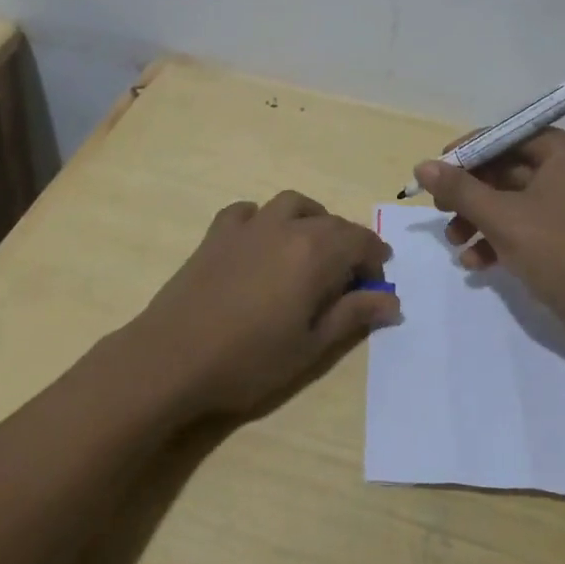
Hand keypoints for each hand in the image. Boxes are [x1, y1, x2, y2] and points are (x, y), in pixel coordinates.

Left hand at [132, 190, 400, 417]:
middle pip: (331, 222)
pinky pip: (249, 211)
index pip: (360, 241)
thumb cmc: (250, 359)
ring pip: (293, 204)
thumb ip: (354, 315)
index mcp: (316, 252)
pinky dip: (264, 219)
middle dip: (349, 243)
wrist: (172, 357)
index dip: (375, 258)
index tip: (378, 282)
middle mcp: (287, 226)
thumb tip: (392, 300)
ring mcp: (250, 225)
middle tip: (349, 277)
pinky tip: (261, 242)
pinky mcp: (218, 233)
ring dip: (312, 220)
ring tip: (311, 248)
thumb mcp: (312, 346)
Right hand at [414, 129, 564, 347]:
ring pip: (510, 199)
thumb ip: (460, 190)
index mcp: (564, 151)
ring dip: (478, 218)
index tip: (435, 172)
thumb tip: (422, 167)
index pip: (506, 135)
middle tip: (439, 209)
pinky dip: (498, 237)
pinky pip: (524, 223)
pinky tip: (475, 263)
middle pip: (505, 168)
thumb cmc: (560, 253)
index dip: (468, 152)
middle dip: (470, 193)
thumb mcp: (503, 219)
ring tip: (454, 242)